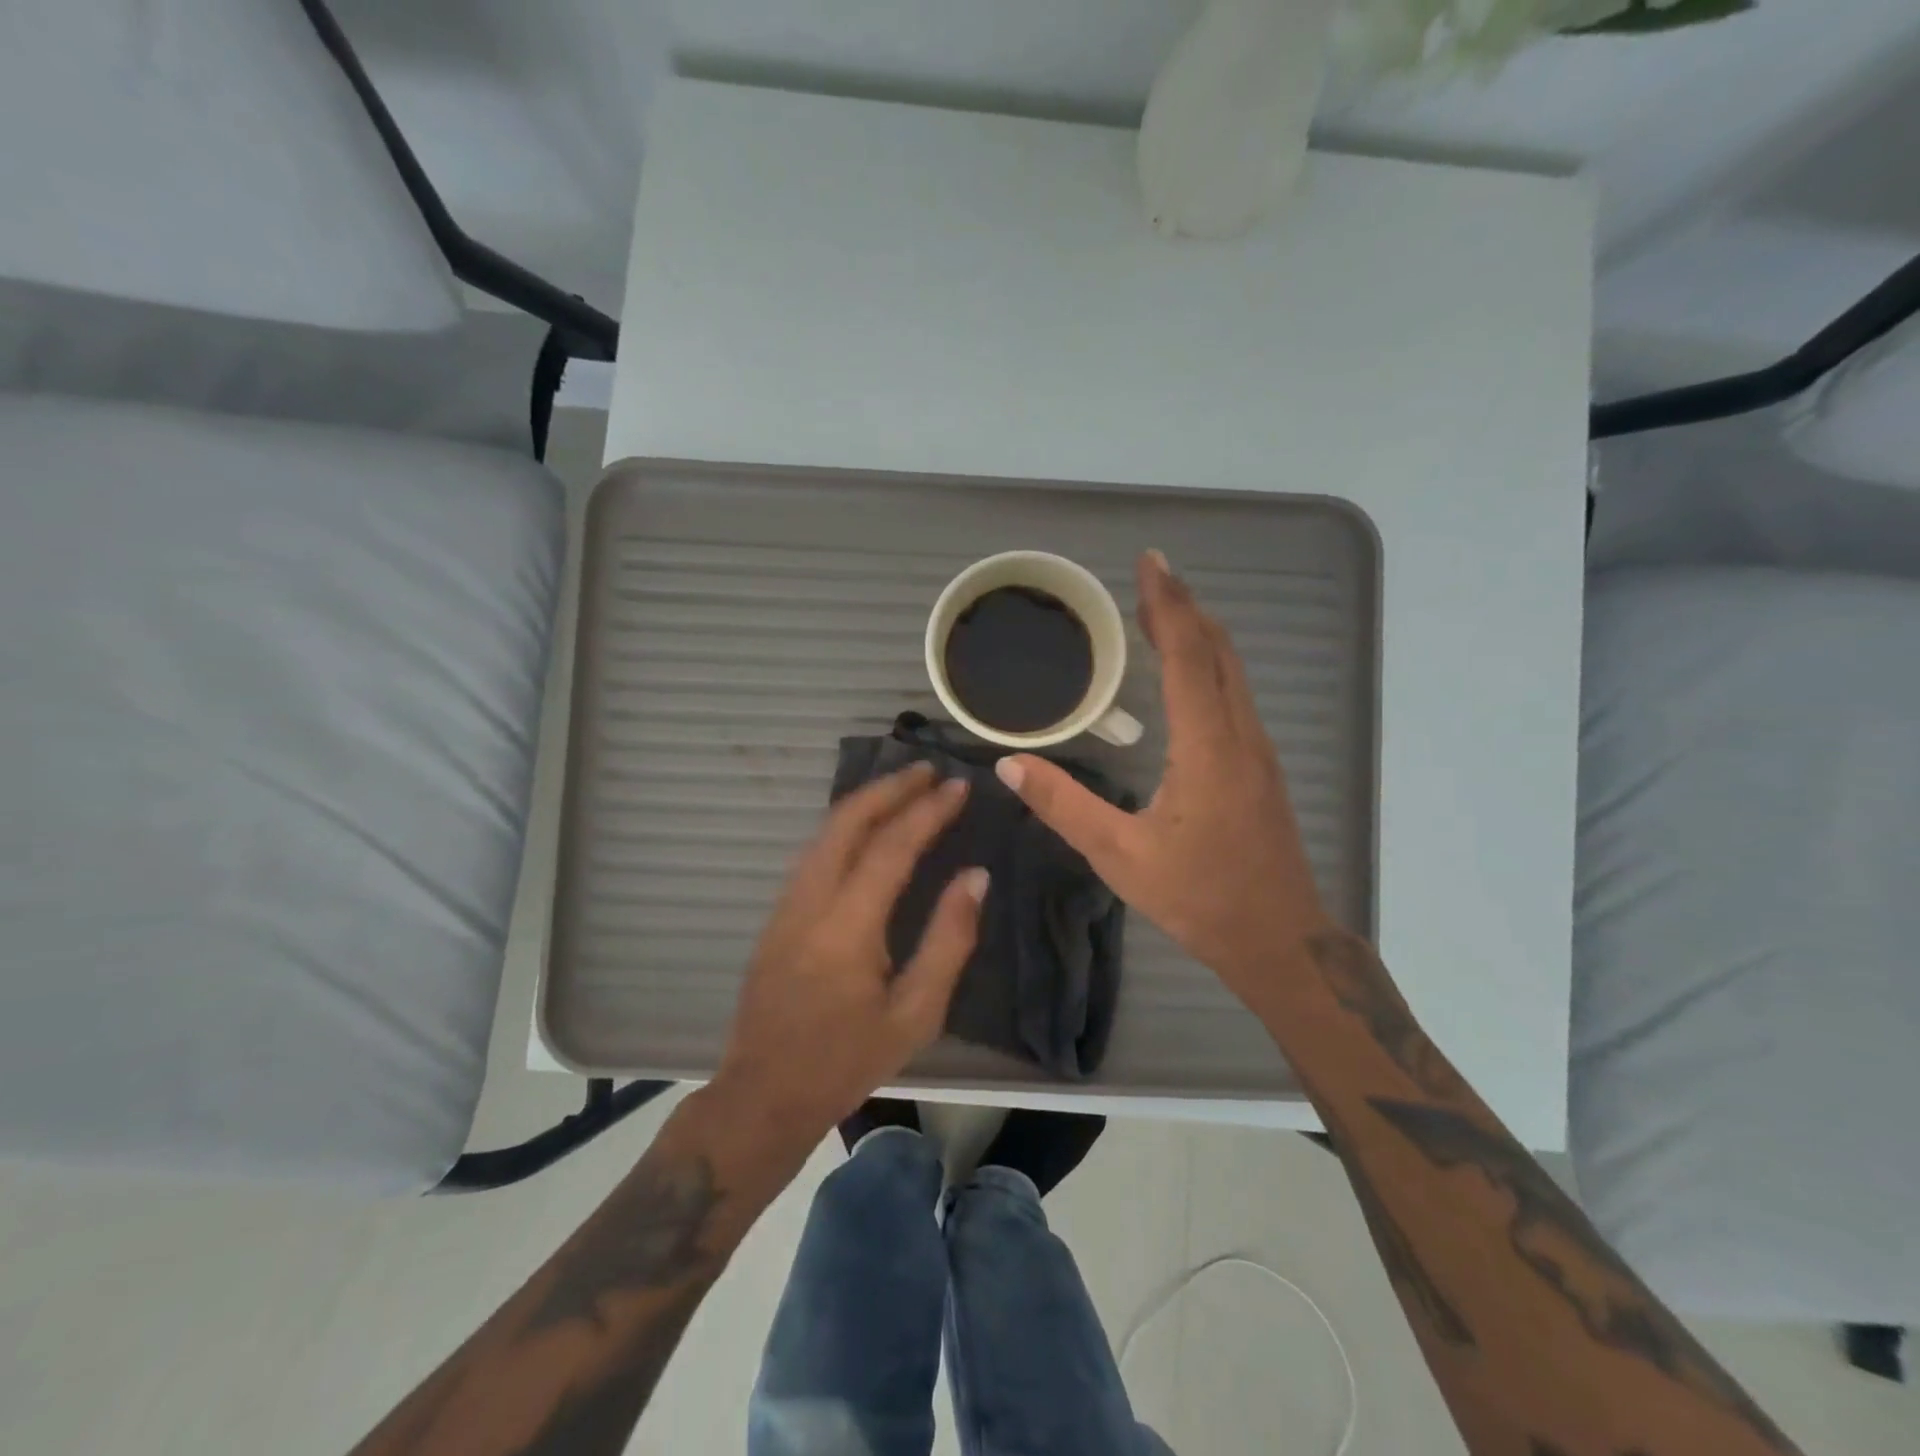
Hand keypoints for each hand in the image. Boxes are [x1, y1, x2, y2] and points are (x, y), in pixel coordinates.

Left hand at [714, 763, 987, 1148]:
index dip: (927, 811)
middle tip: (929, 770)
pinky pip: (815, 851)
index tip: (958, 786)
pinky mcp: (778, 914)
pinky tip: (868, 827)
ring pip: (825, 832)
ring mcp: (786, 904)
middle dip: (889, 788)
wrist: (763, 1094)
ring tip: (904, 787)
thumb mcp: (915, 1014)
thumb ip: (949, 939)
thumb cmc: (846, 1060)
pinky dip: (846, 825)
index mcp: (847, 926)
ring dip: (865, 802)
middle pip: (847, 821)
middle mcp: (810, 900)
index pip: (891, 847)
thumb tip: (975, 876)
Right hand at [996, 551, 1332, 1012]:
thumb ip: (1064, 806)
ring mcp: (1258, 750)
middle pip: (1218, 651)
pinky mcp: (1260, 766)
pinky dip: (1209, 663)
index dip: (1168, 606)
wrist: (1278, 939)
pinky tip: (1187, 670)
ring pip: (1233, 671)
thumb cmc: (1199, 898)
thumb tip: (1010, 764)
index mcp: (1208, 748)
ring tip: (1163, 609)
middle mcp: (1241, 736)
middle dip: (1185, 607)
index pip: (1188, 657)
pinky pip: (1235, 693)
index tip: (1149, 564)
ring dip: (1199, 632)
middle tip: (1150, 575)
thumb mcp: (1119, 856)